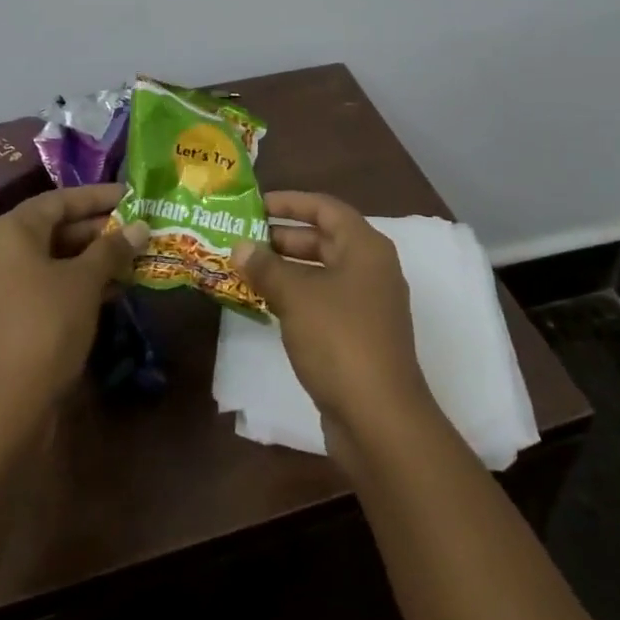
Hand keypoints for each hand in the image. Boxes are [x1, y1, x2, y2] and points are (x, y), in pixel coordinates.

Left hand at [0, 184, 148, 410]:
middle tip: (139, 230)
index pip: (58, 200)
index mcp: (8, 231)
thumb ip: (112, 248)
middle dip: (98, 230)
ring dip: (92, 259)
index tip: (133, 196)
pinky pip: (45, 285)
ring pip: (52, 260)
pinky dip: (76, 283)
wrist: (7, 402)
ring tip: (135, 258)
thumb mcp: (86, 280)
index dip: (98, 197)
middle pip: (53, 229)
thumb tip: (140, 227)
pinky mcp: (5, 317)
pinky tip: (114, 290)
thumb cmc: (47, 323)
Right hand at [229, 191, 434, 441]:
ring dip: (286, 269)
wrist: (379, 417)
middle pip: (325, 239)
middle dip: (283, 237)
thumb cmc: (340, 340)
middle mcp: (371, 269)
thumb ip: (267, 267)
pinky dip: (296, 296)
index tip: (255, 205)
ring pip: (322, 272)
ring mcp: (367, 304)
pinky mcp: (358, 335)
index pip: (326, 208)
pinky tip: (265, 303)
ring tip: (245, 268)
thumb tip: (240, 246)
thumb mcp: (297, 296)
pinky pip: (323, 301)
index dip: (290, 202)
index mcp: (366, 248)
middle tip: (242, 238)